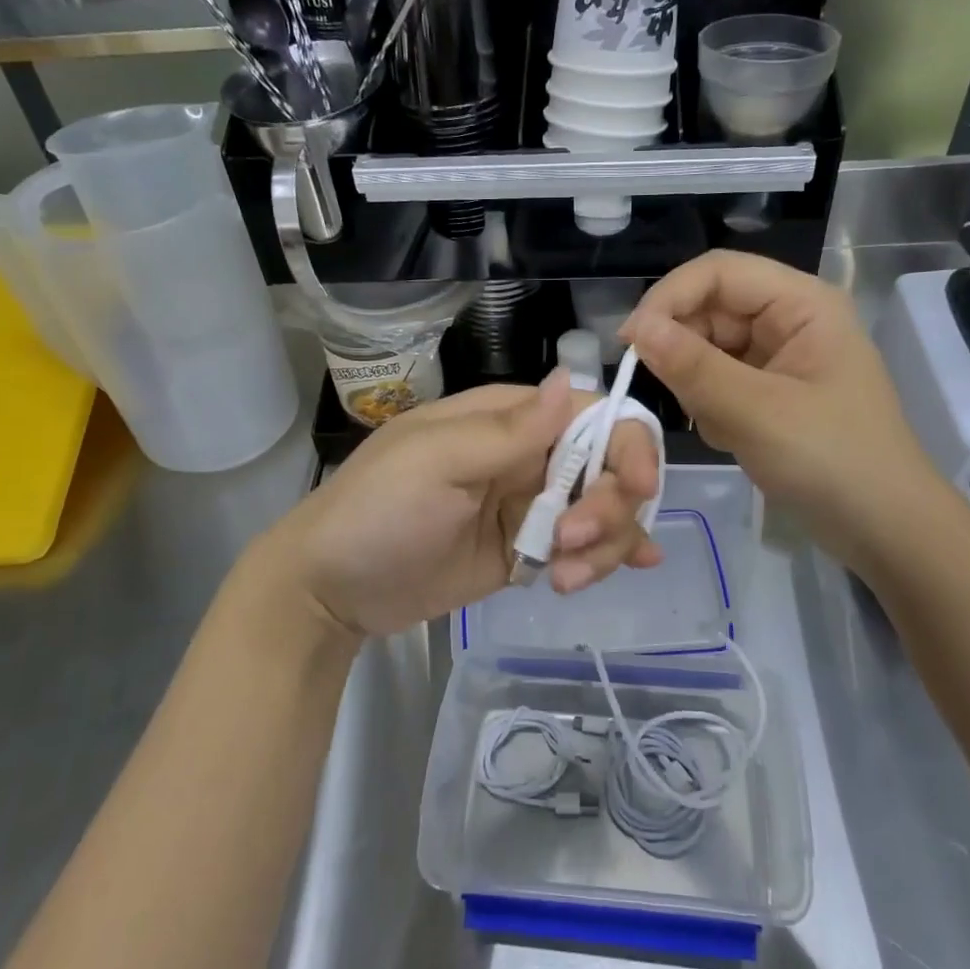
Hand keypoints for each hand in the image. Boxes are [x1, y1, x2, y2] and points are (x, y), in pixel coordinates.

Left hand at [260, 371, 662, 640]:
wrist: (332, 589)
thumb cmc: (377, 511)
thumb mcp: (436, 463)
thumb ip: (508, 430)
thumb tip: (570, 379)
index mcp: (508, 420)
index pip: (591, 416)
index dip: (627, 445)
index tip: (635, 487)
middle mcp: (527, 457)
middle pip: (607, 468)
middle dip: (609, 507)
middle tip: (571, 543)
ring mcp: (528, 507)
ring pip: (602, 512)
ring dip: (606, 543)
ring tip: (565, 579)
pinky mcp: (526, 551)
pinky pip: (582, 548)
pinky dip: (610, 556)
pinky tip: (637, 567)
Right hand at [621, 250, 939, 552]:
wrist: (883, 530)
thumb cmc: (832, 462)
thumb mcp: (757, 412)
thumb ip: (693, 367)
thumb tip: (635, 328)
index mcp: (801, 304)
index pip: (718, 272)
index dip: (669, 297)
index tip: (629, 342)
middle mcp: (789, 320)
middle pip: (710, 309)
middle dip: (684, 350)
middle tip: (673, 396)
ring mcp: (779, 358)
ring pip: (708, 349)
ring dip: (698, 386)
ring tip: (721, 425)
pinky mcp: (770, 393)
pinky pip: (718, 382)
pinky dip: (711, 407)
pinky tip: (732, 438)